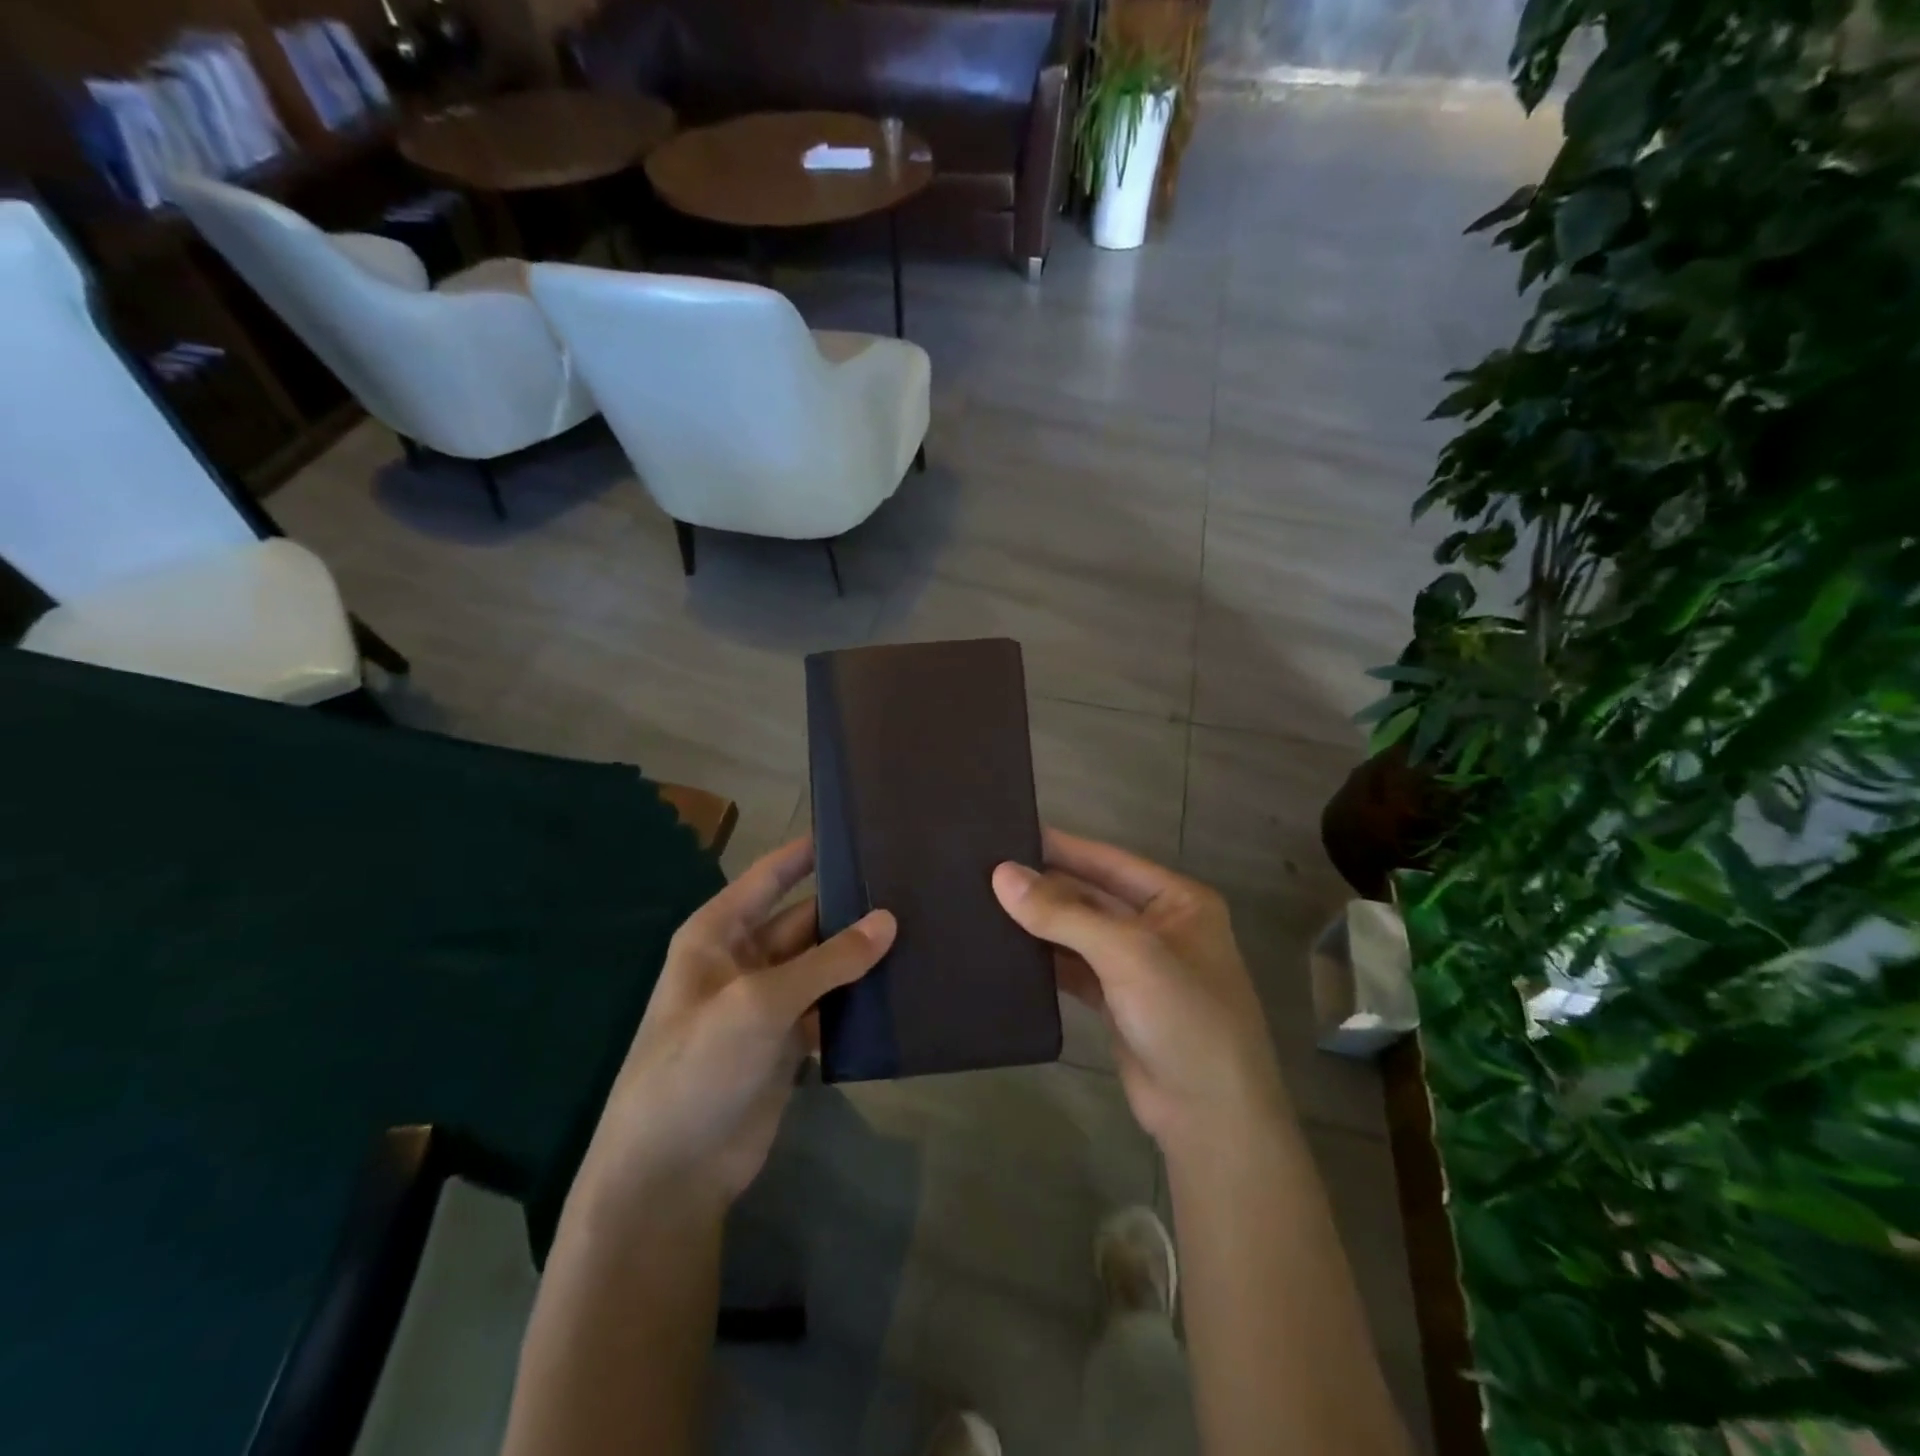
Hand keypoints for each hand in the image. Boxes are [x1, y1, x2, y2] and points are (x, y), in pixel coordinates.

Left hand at [580, 838, 895, 1211]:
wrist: (669, 1174)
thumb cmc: (698, 1065)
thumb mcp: (759, 1002)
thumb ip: (828, 961)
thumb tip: (889, 920)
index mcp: (719, 933)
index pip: (770, 877)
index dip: (808, 852)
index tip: (857, 830)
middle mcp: (744, 960)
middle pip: (806, 920)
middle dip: (850, 908)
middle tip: (912, 888)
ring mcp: (768, 1003)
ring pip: (824, 965)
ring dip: (861, 956)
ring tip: (921, 931)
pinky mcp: (788, 1043)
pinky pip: (831, 1007)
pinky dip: (859, 1000)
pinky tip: (901, 988)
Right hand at [993, 828, 1287, 1156]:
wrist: (1210, 1117)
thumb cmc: (1183, 1016)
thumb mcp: (1127, 953)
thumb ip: (1063, 913)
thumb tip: (1001, 874)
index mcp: (1177, 900)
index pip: (1108, 860)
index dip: (1061, 846)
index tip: (1009, 832)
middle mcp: (1159, 926)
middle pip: (1091, 896)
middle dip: (1044, 886)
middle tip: (984, 871)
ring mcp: (1137, 966)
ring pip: (1079, 933)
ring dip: (1040, 923)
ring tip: (983, 903)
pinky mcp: (1117, 1002)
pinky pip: (1074, 968)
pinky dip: (1046, 960)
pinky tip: (1007, 949)